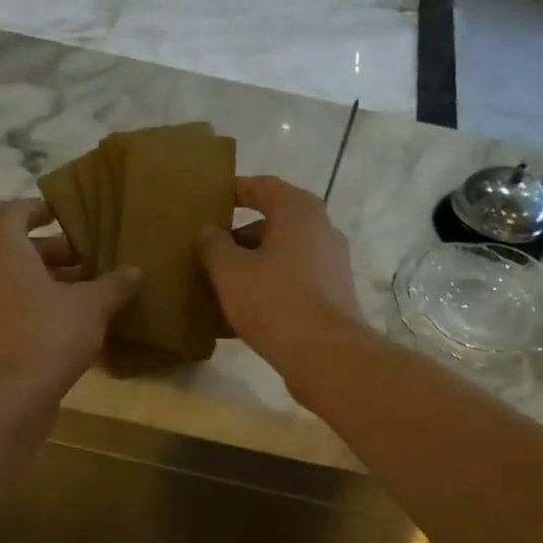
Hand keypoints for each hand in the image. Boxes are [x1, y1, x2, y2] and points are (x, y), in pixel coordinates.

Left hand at [0, 199, 139, 401]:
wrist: (6, 399)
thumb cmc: (46, 337)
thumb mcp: (91, 307)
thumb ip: (113, 285)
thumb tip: (134, 270)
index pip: (15, 210)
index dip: (41, 210)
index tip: (67, 217)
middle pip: (12, 245)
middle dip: (50, 250)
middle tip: (85, 260)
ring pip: (8, 277)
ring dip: (41, 279)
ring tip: (80, 292)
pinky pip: (4, 304)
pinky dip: (29, 303)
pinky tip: (63, 322)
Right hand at [197, 176, 367, 391]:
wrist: (326, 355)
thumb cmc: (275, 302)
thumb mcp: (230, 272)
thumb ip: (213, 245)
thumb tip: (209, 232)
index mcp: (299, 211)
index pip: (263, 186)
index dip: (235, 191)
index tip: (211, 200)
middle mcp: (322, 230)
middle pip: (275, 223)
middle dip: (241, 235)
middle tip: (210, 251)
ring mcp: (332, 265)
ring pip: (284, 255)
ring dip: (255, 264)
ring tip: (223, 283)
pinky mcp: (333, 297)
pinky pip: (294, 282)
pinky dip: (271, 287)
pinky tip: (247, 310)